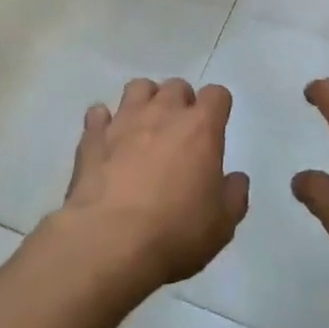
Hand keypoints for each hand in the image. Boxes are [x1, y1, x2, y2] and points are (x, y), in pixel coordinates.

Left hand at [55, 78, 248, 291]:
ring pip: (137, 88)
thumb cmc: (175, 231)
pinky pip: (98, 114)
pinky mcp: (92, 137)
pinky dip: (104, 122)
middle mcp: (163, 113)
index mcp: (200, 128)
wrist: (110, 241)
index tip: (215, 127)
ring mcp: (124, 120)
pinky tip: (107, 141)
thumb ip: (234, 195)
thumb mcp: (223, 224)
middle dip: (181, 102)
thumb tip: (236, 178)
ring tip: (144, 128)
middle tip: (180, 132)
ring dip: (144, 101)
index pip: (216, 94)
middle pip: (176, 86)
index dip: (218, 107)